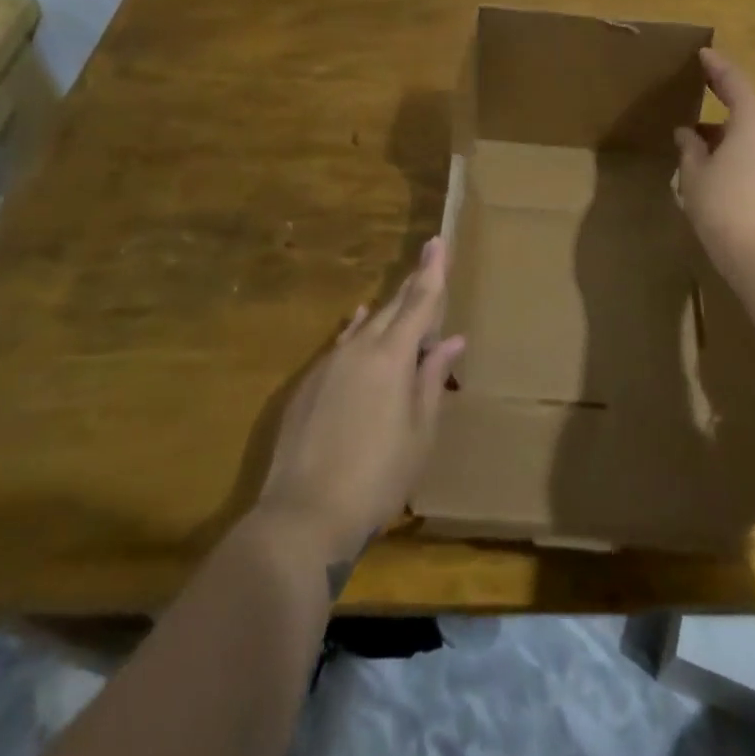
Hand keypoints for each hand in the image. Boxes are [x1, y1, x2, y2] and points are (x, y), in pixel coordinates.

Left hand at [257, 238, 466, 564]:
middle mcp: (359, 348)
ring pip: (365, 326)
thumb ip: (432, 379)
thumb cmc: (378, 476)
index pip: (419, 301)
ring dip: (387, 311)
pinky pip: (342, 343)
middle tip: (428, 264)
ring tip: (402, 297)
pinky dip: (358, 330)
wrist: (303, 516)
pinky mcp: (308, 385)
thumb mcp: (420, 431)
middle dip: (412, 286)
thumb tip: (451, 341)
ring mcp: (329, 364)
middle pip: (392, 308)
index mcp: (392, 356)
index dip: (432, 270)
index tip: (438, 240)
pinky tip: (359, 324)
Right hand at [675, 50, 754, 282]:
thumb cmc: (723, 207)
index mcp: (754, 121)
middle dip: (721, 105)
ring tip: (701, 145)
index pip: (734, 81)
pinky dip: (743, 153)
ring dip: (730, 135)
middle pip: (747, 109)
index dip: (716, 66)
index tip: (703, 54)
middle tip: (697, 98)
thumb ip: (690, 148)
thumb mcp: (694, 175)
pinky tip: (722, 169)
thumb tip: (687, 133)